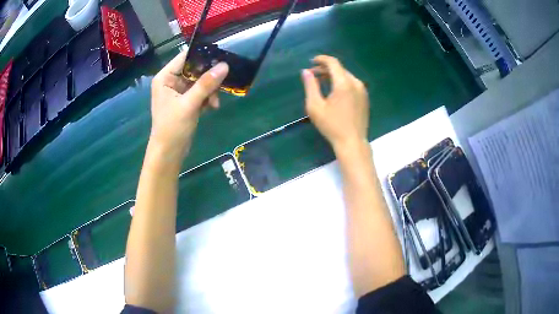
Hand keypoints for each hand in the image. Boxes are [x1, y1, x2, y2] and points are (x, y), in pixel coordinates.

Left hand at [149, 50, 228, 162]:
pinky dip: (208, 98)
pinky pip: (201, 92)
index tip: (221, 58)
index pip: (185, 57)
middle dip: (209, 78)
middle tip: (221, 84)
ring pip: (200, 81)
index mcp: (165, 77)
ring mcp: (179, 91)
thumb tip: (224, 65)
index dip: (202, 56)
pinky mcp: (186, 101)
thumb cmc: (172, 128)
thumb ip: (206, 84)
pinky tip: (213, 107)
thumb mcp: (189, 104)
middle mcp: (171, 81)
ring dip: (210, 90)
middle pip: (195, 69)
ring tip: (215, 102)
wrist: (169, 153)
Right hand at [301, 55, 368, 151]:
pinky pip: (352, 84)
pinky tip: (335, 92)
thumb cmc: (332, 125)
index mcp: (344, 83)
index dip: (322, 59)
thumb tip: (306, 72)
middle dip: (326, 69)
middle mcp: (356, 83)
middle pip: (340, 69)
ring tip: (322, 83)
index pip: (333, 63)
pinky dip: (342, 82)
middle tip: (313, 75)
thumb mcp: (315, 106)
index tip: (312, 61)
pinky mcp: (365, 98)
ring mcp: (363, 91)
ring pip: (347, 76)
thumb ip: (310, 86)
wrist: (352, 142)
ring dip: (334, 76)